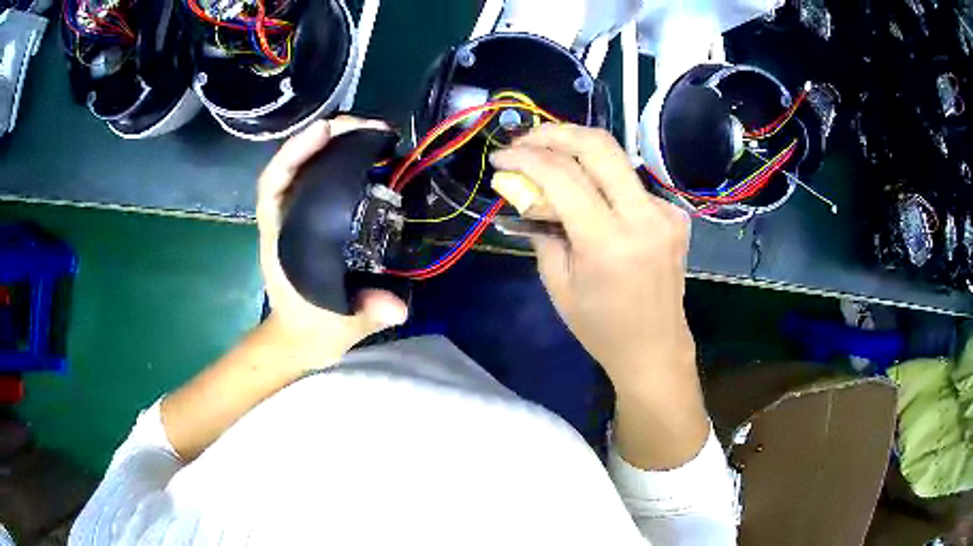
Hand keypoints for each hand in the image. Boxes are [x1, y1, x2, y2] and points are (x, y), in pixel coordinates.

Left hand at [257, 117, 407, 359]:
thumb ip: (366, 312)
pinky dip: (338, 159)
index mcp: (281, 239)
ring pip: (306, 166)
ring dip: (333, 142)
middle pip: (293, 164)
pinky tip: (364, 153)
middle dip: (324, 137)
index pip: (274, 184)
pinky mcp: (312, 218)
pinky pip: (320, 179)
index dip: (295, 153)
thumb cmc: (313, 328)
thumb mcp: (341, 325)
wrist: (300, 338)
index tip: (325, 131)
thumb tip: (398, 306)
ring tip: (368, 130)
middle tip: (365, 125)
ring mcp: (297, 216)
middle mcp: (285, 219)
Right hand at [491, 124, 707, 468]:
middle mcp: (643, 217)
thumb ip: (540, 228)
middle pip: (598, 145)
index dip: (525, 157)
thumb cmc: (600, 327)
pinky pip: (631, 182)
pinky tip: (589, 194)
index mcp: (608, 242)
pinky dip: (603, 179)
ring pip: (616, 158)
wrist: (655, 347)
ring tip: (549, 161)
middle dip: (555, 132)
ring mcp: (665, 212)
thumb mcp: (557, 282)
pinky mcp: (676, 214)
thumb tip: (525, 189)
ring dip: (578, 152)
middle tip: (526, 140)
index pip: (561, 175)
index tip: (500, 157)